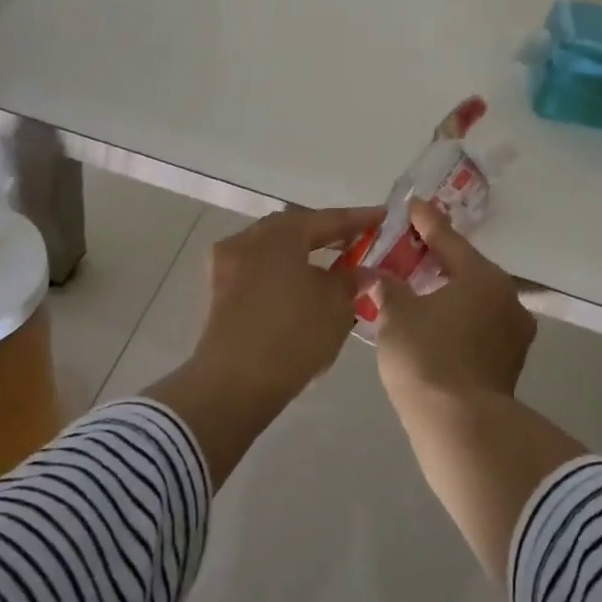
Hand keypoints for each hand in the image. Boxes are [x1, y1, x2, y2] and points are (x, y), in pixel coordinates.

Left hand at [192, 205, 385, 401]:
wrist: (234, 384)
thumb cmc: (292, 336)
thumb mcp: (336, 307)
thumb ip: (350, 280)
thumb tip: (360, 271)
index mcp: (279, 234)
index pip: (327, 219)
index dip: (358, 219)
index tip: (382, 216)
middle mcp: (249, 239)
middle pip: (295, 228)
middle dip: (326, 233)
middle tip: (355, 240)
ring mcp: (227, 264)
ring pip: (273, 248)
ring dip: (302, 252)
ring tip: (330, 264)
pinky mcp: (219, 290)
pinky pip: (259, 268)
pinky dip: (282, 270)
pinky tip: (300, 286)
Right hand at [374, 200, 536, 404]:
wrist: (461, 427)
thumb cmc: (427, 357)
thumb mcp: (397, 315)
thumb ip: (389, 287)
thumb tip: (381, 276)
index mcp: (483, 277)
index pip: (448, 238)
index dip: (426, 221)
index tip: (412, 205)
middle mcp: (507, 298)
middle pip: (467, 268)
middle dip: (439, 258)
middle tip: (410, 248)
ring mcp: (514, 333)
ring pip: (476, 299)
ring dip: (450, 291)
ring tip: (421, 287)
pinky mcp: (510, 363)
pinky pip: (480, 325)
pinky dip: (458, 317)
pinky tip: (436, 322)